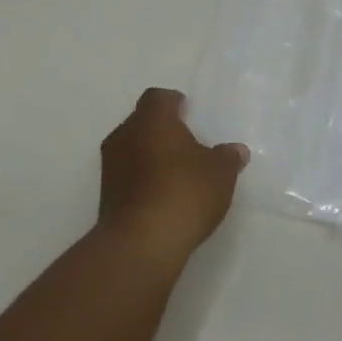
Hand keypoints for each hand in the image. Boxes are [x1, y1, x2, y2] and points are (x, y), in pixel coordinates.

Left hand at [98, 88, 247, 262]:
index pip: (159, 98)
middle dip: (164, 131)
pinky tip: (165, 197)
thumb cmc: (184, 193)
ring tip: (179, 175)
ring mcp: (110, 166)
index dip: (175, 104)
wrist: (141, 242)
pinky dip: (144, 180)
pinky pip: (129, 176)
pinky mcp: (106, 195)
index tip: (191, 116)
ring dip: (152, 157)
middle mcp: (124, 135)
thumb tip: (235, 150)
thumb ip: (228, 157)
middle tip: (189, 146)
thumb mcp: (220, 173)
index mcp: (151, 120)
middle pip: (143, 122)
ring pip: (133, 149)